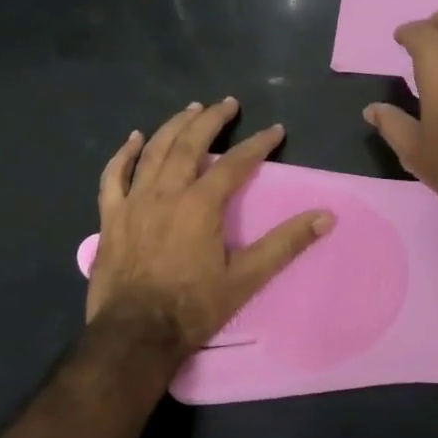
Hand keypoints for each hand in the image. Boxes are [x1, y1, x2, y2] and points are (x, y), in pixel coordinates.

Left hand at [87, 98, 333, 353]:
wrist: (136, 334)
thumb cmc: (194, 306)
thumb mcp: (247, 277)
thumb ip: (285, 243)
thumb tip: (326, 216)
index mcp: (201, 204)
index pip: (235, 163)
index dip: (258, 144)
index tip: (275, 130)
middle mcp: (167, 192)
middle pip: (189, 143)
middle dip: (211, 120)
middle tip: (227, 103)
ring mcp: (134, 201)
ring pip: (154, 151)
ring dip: (173, 126)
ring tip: (190, 109)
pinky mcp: (111, 217)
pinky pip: (114, 176)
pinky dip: (124, 154)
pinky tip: (134, 138)